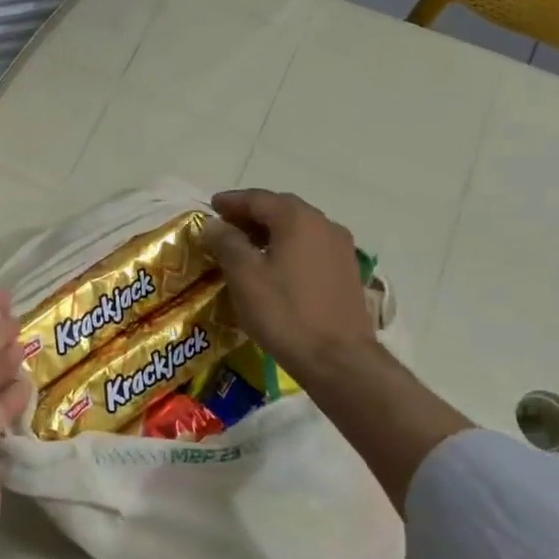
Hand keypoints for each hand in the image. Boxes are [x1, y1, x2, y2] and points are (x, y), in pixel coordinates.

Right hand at [199, 189, 376, 385]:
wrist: (338, 359)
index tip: (211, 207)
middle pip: (281, 209)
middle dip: (252, 214)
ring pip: (299, 228)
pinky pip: (312, 246)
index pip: (258, 198)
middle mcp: (324, 224)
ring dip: (271, 231)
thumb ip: (226, 242)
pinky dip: (289, 246)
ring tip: (247, 247)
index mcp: (297, 219)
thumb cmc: (284, 313)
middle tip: (226, 226)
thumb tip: (214, 224)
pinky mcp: (347, 271)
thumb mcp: (244, 276)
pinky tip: (276, 266)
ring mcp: (341, 248)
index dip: (231, 201)